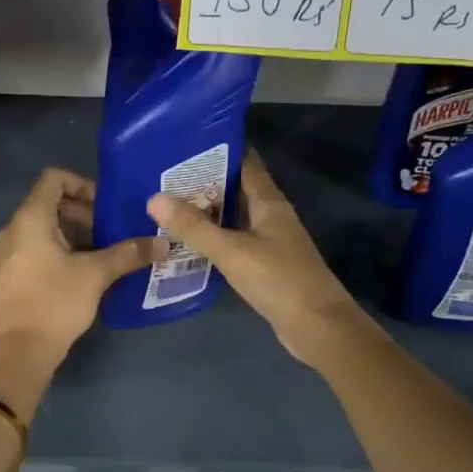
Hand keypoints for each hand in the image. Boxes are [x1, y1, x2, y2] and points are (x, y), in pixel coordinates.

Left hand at [0, 168, 155, 360]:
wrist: (22, 350)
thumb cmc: (56, 301)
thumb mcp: (97, 274)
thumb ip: (129, 253)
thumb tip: (163, 243)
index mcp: (31, 219)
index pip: (54, 179)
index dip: (83, 185)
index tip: (107, 205)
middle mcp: (16, 229)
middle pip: (51, 203)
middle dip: (85, 212)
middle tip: (112, 230)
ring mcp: (12, 252)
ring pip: (47, 227)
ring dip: (78, 233)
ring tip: (107, 251)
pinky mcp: (15, 273)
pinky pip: (40, 247)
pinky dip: (65, 249)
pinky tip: (89, 270)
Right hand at [147, 151, 378, 365]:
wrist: (318, 326)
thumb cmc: (278, 279)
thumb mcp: (231, 251)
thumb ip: (194, 227)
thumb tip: (154, 198)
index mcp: (269, 203)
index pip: (245, 163)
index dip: (219, 151)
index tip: (185, 145)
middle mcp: (272, 216)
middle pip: (238, 190)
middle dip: (206, 183)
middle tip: (165, 177)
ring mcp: (271, 242)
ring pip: (236, 218)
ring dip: (209, 212)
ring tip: (170, 206)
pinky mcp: (267, 266)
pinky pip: (236, 242)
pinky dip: (216, 239)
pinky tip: (192, 244)